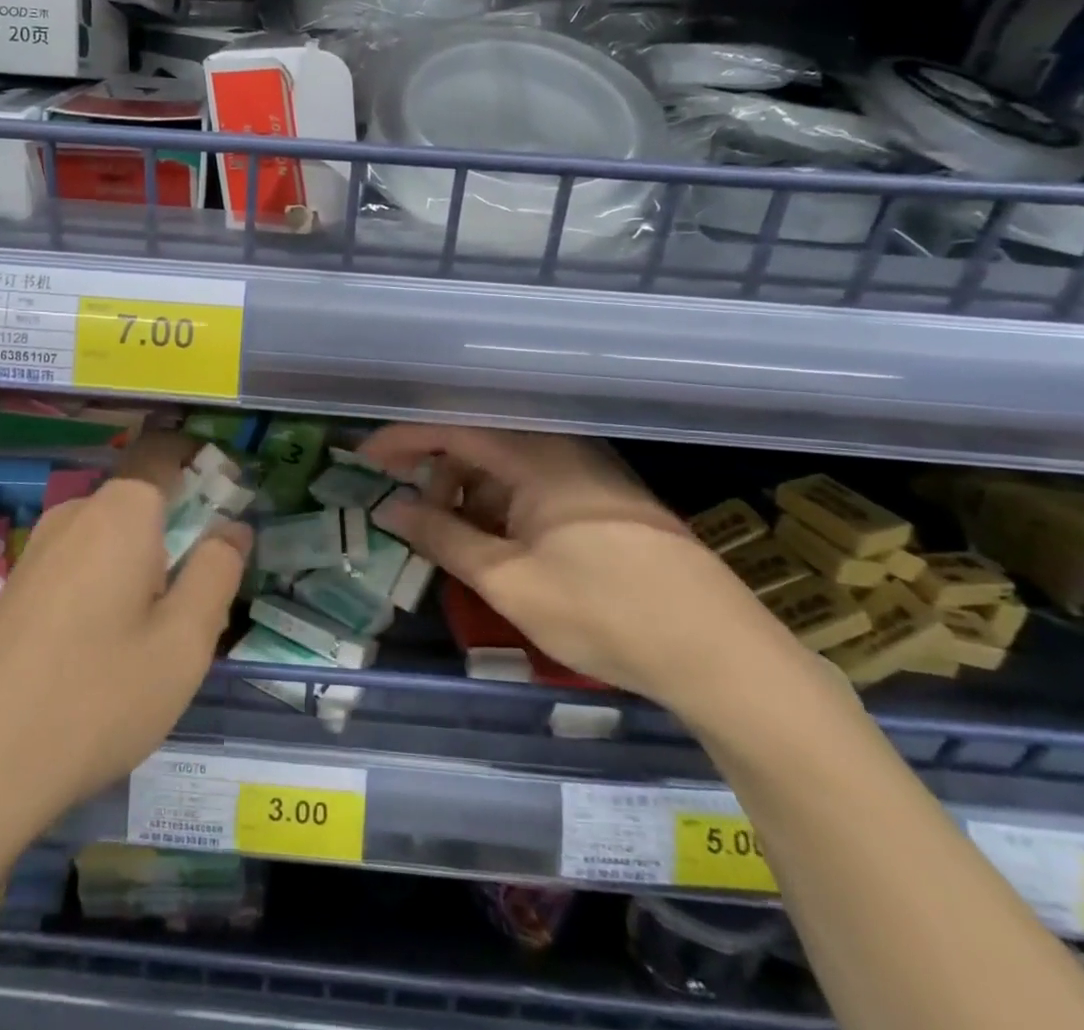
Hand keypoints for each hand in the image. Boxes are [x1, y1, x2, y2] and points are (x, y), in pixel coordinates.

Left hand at [0, 432, 249, 836]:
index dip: (205, 471)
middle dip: (179, 535)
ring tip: (153, 641)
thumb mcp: (184, 641)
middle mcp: (76, 513)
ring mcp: (38, 549)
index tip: (231, 514)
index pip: (169, 455)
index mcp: (122, 510)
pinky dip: (107, 588)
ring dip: (143, 568)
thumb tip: (233, 528)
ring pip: (112, 539)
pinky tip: (103, 655)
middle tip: (198, 604)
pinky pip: (80, 566)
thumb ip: (217, 572)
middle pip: (144, 502)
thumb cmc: (97, 696)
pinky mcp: (16, 587)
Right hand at [362, 424, 797, 716]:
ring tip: (456, 543)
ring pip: (508, 466)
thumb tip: (388, 509)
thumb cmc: (603, 612)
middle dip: (436, 475)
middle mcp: (563, 449)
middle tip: (412, 517)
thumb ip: (442, 538)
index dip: (402, 440)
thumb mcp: (508, 580)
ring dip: (470, 495)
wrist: (720, 654)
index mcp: (536, 456)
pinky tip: (501, 548)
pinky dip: (504, 508)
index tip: (363, 460)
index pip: (452, 428)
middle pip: (479, 443)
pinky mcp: (606, 499)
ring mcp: (590, 473)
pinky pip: (536, 485)